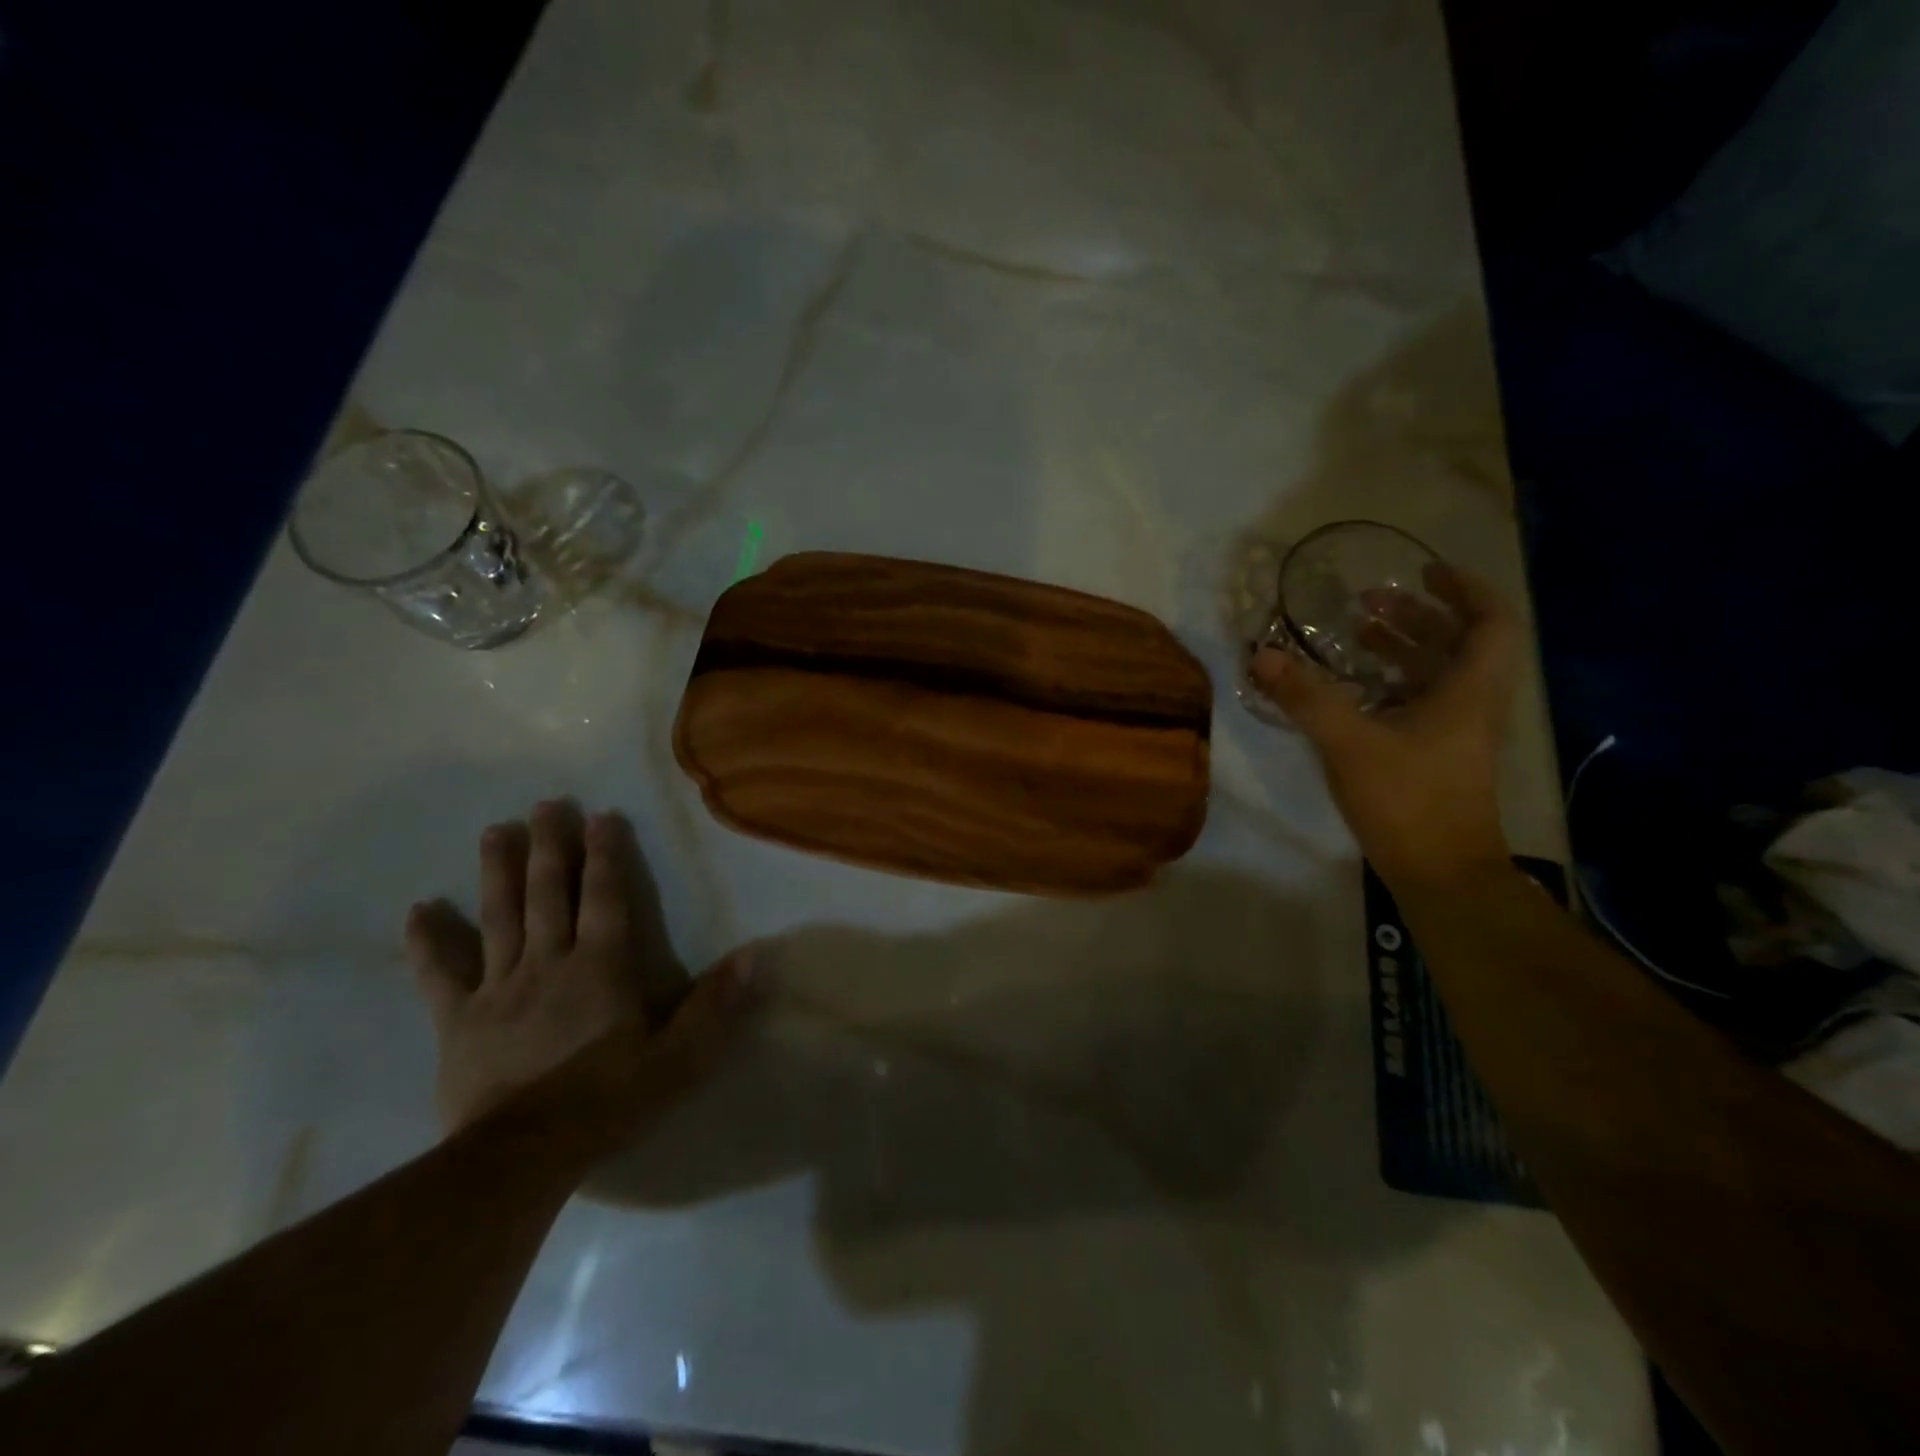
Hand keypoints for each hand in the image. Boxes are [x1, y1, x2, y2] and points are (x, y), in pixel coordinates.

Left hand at [405, 799, 758, 1150]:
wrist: (521, 1158)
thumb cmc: (608, 1102)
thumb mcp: (679, 1059)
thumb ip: (717, 1006)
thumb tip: (756, 956)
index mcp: (601, 967)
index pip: (606, 897)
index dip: (606, 855)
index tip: (601, 815)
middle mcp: (550, 963)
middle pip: (548, 893)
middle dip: (550, 846)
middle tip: (545, 804)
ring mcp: (500, 988)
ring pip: (499, 917)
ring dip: (498, 872)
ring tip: (495, 831)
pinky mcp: (459, 1020)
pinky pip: (440, 974)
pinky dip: (429, 941)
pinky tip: (418, 910)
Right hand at [1251, 563, 1519, 889]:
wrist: (1441, 874)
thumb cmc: (1407, 801)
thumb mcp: (1350, 744)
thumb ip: (1306, 698)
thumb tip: (1262, 655)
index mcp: (1468, 691)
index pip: (1490, 622)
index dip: (1463, 589)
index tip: (1423, 572)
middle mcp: (1471, 705)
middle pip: (1458, 644)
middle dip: (1417, 616)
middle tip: (1370, 602)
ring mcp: (1457, 734)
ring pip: (1438, 675)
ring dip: (1402, 649)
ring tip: (1356, 634)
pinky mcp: (1438, 757)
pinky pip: (1421, 702)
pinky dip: (1392, 684)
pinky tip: (1354, 689)